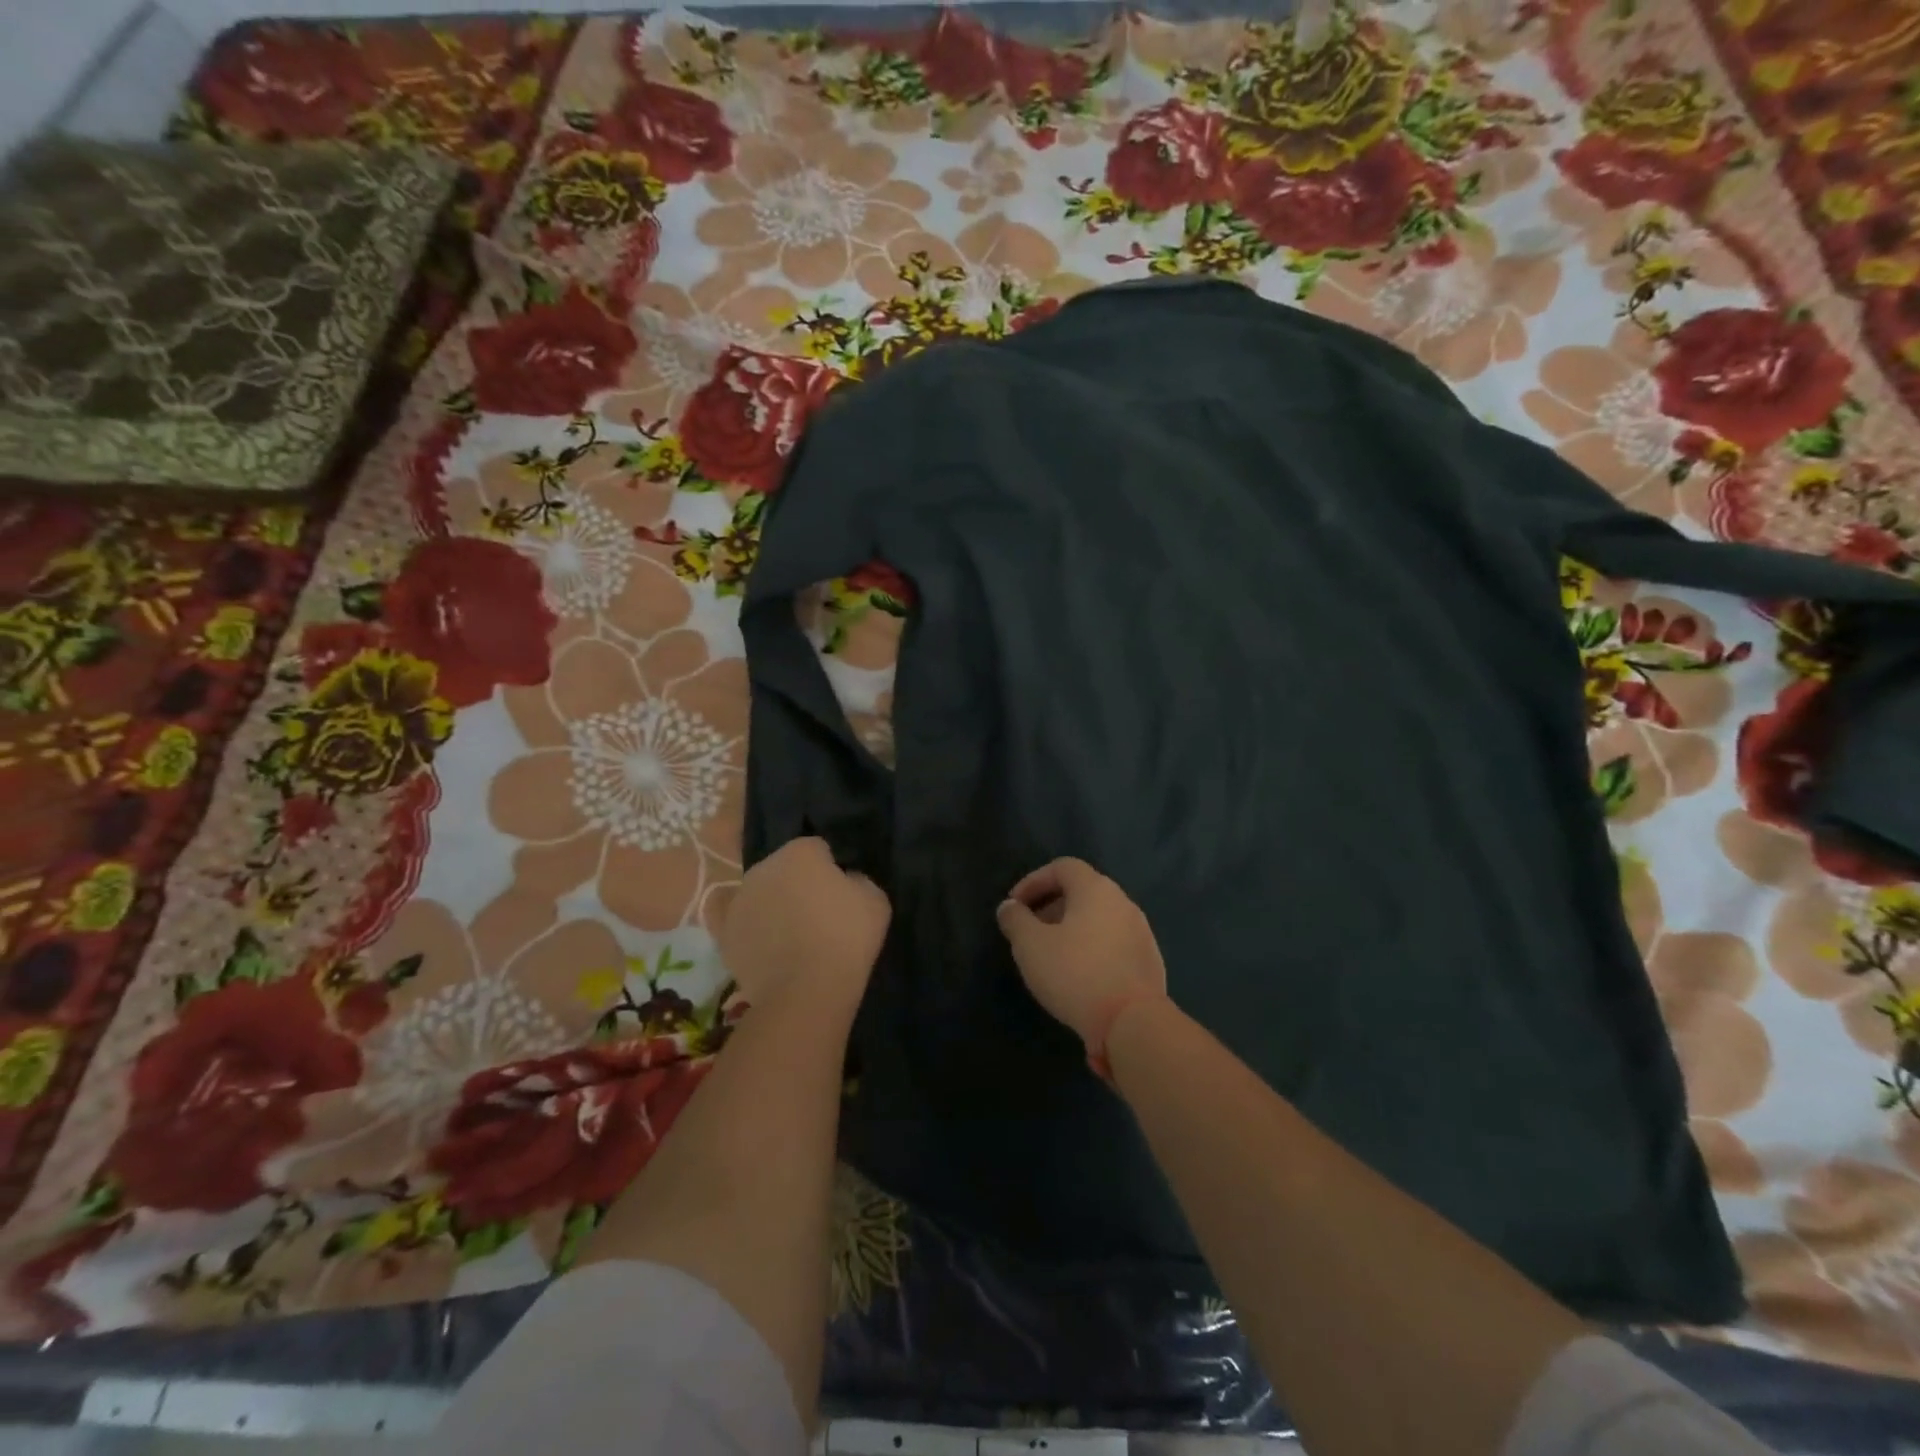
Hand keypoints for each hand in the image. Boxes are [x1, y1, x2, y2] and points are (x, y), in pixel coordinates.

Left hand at [721, 838, 889, 1015]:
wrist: (805, 991)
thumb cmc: (846, 937)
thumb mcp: (876, 900)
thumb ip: (858, 879)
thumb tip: (846, 881)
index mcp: (799, 852)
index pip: (817, 848)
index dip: (831, 867)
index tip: (842, 891)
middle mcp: (763, 868)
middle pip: (784, 868)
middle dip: (798, 882)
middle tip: (818, 912)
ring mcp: (739, 901)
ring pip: (761, 894)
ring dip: (774, 905)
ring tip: (794, 937)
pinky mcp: (725, 934)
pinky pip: (741, 924)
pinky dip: (753, 931)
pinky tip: (769, 948)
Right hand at [995, 858, 1167, 1054]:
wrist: (1132, 1022)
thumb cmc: (1075, 973)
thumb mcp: (1030, 946)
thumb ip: (1015, 920)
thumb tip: (1010, 907)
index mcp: (1096, 889)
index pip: (1063, 867)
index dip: (1034, 881)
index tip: (1015, 905)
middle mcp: (1123, 902)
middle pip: (1083, 890)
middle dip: (1052, 905)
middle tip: (1030, 930)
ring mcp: (1141, 932)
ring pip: (1099, 918)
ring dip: (1072, 927)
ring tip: (1052, 955)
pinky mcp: (1149, 961)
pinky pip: (1113, 942)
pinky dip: (1092, 947)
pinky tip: (1080, 975)